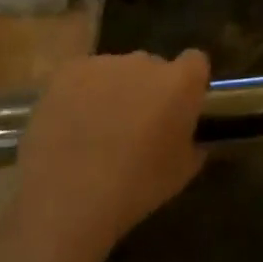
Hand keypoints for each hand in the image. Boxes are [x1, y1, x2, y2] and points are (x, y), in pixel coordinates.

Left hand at [6, 49, 210, 261]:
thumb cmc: (135, 189)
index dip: (188, 83)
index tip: (179, 108)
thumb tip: (192, 136)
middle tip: (135, 126)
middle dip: (148, 89)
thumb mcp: (181, 174)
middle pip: (153, 66)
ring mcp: (105, 63)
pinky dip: (81, 95)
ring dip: (114, 91)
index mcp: (180, 82)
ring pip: (116, 71)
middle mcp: (145, 61)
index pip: (195, 62)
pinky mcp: (69, 71)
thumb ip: (193, 143)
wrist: (67, 200)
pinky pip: (83, 77)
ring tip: (96, 131)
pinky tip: (70, 126)